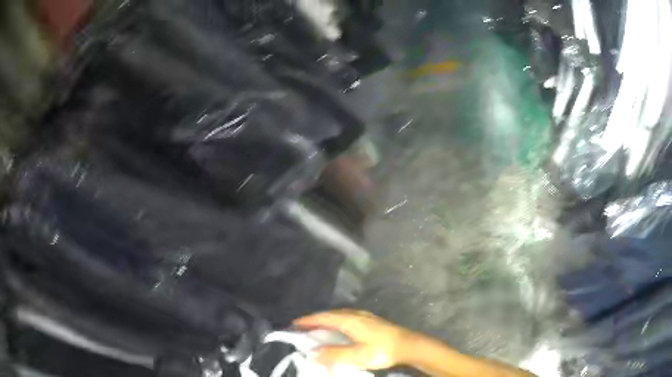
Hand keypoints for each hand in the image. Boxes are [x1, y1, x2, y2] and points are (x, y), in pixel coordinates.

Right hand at [293, 310, 411, 369]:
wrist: (408, 345)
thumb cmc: (382, 350)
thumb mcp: (357, 356)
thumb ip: (334, 355)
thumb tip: (312, 354)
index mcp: (349, 320)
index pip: (323, 317)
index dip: (308, 321)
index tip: (294, 324)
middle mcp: (355, 315)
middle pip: (330, 314)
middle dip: (315, 320)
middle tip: (303, 328)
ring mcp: (365, 317)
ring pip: (340, 315)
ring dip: (326, 320)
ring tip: (318, 329)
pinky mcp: (371, 322)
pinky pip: (347, 318)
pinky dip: (337, 322)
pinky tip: (340, 330)